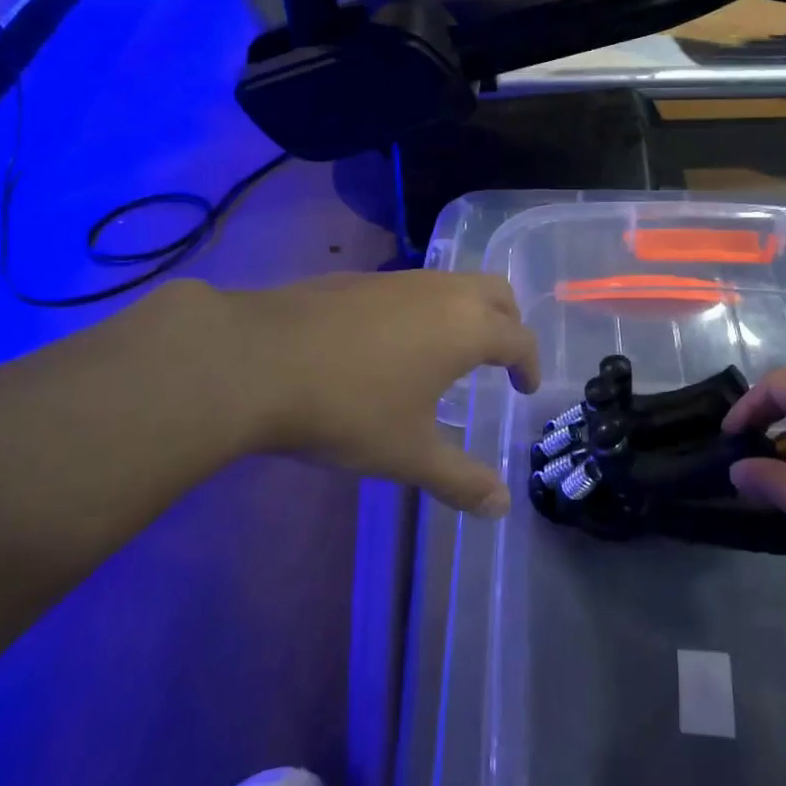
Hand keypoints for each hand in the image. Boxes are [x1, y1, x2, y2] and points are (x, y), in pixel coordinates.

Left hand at [215, 272, 539, 516]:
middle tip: (500, 360)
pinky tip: (394, 344)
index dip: (529, 365)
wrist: (256, 361)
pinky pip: (414, 287)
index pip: (519, 338)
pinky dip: (427, 308)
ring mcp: (399, 279)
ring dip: (467, 312)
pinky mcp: (360, 278)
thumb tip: (502, 507)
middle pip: (497, 293)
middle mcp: (442, 292)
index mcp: (467, 328)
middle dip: (508, 324)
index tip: (525, 388)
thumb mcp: (409, 454)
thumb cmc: (348, 409)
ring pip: (454, 283)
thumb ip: (461, 480)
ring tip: (449, 353)